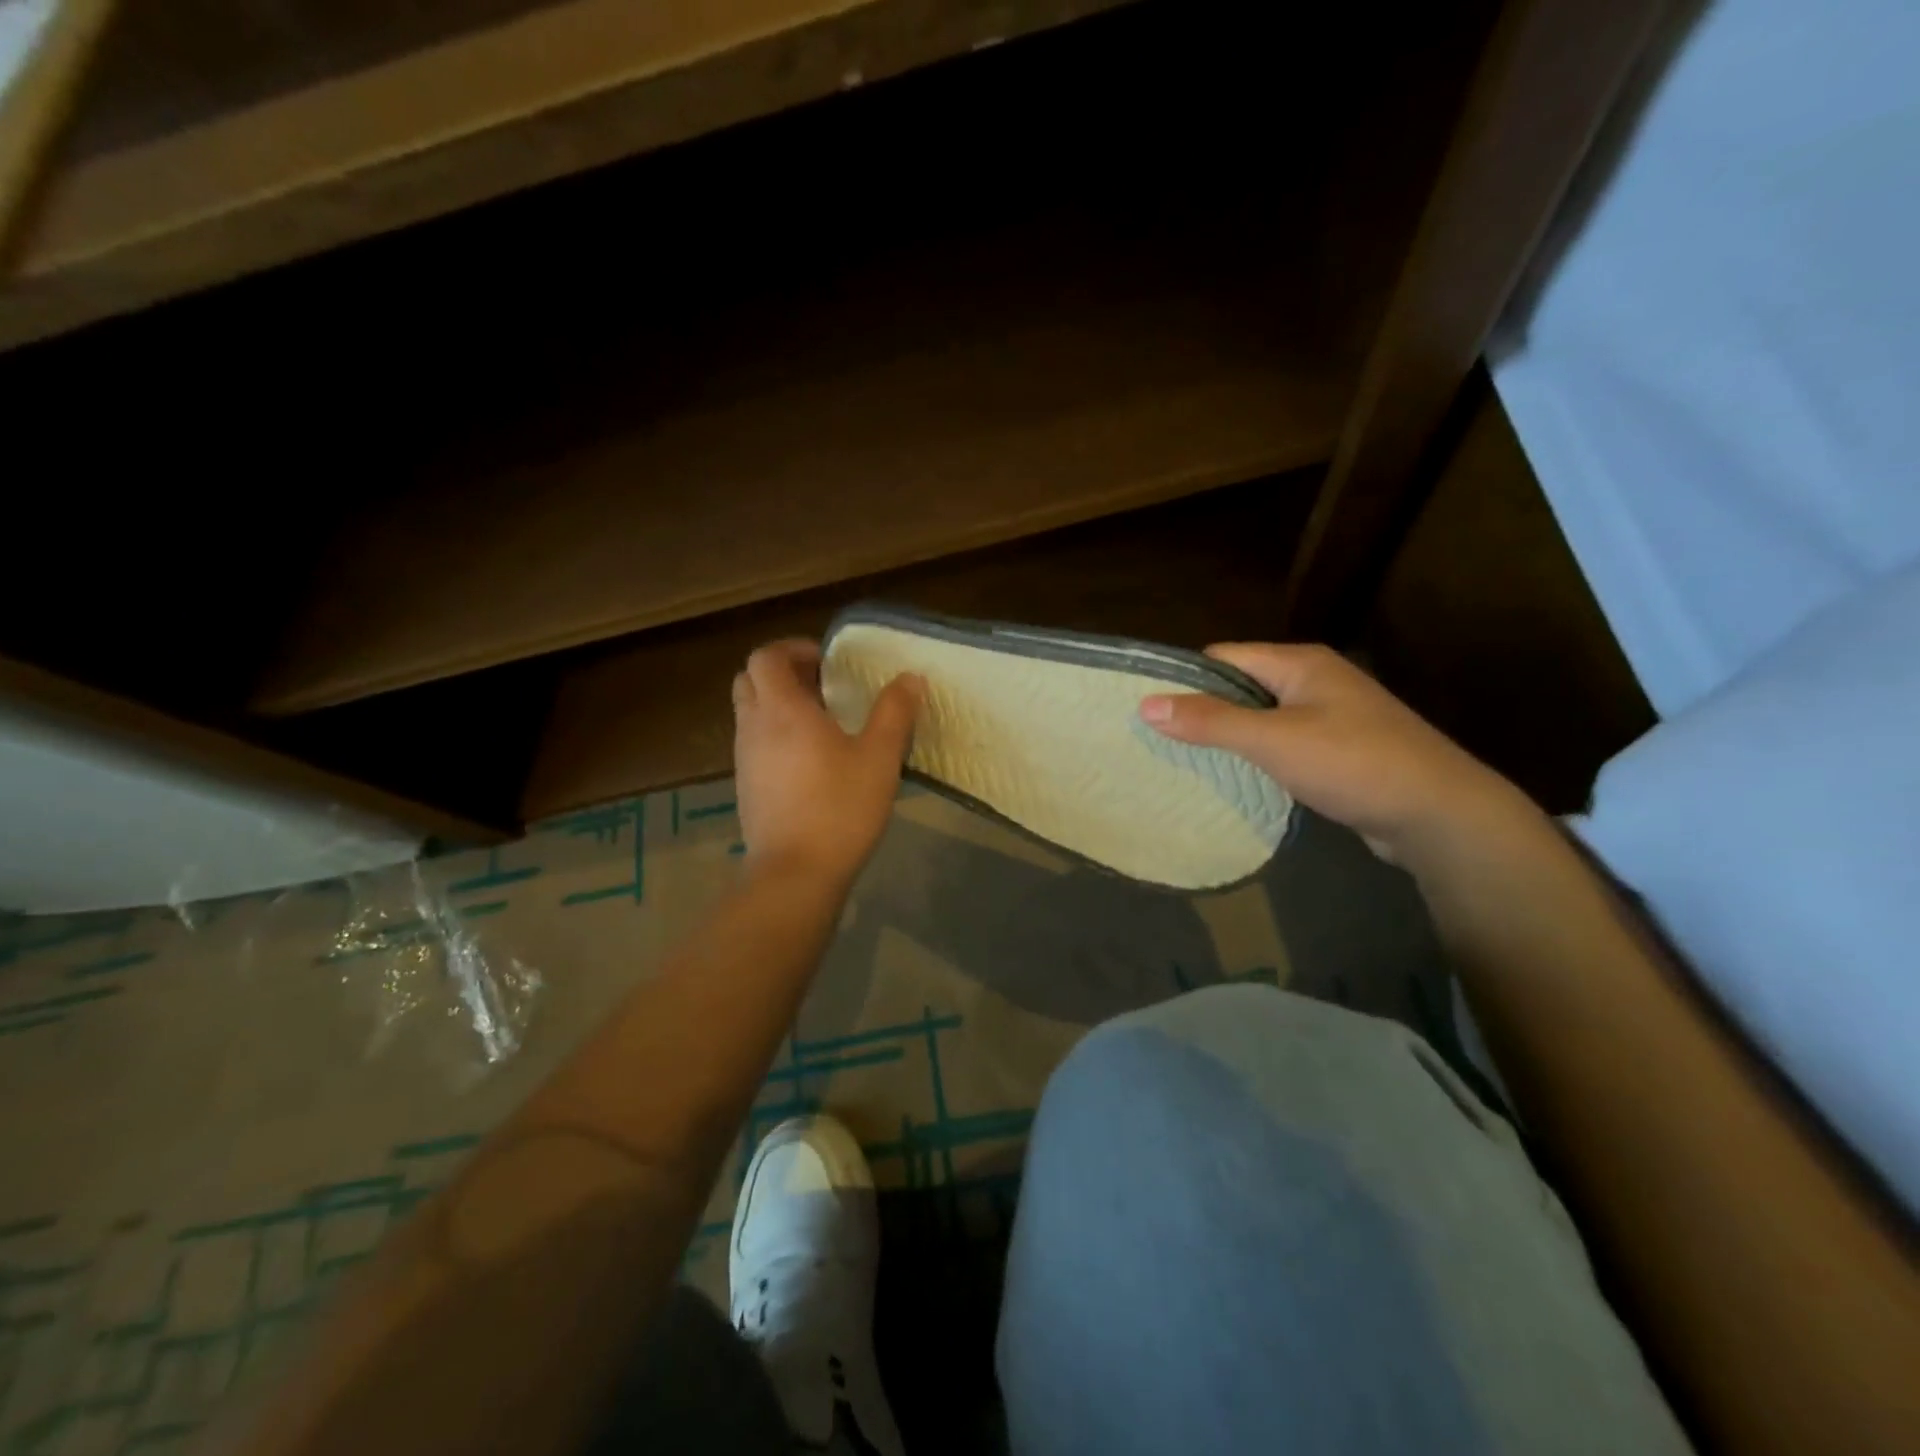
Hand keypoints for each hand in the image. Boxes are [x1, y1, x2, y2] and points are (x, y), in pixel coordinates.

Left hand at [732, 639, 922, 888]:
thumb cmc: (839, 808)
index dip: (792, 649)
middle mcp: (754, 727)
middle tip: (821, 685)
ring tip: (821, 722)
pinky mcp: (746, 787)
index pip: (766, 657)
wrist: (795, 873)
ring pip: (750, 713)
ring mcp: (745, 759)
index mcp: (782, 710)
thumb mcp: (879, 757)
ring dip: (778, 705)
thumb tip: (909, 678)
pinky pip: (754, 743)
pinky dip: (775, 734)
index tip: (826, 661)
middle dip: (782, 673)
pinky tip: (810, 760)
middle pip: (749, 680)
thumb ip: (894, 712)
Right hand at [1139, 643, 1527, 865]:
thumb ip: (1210, 721)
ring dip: (1231, 736)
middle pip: (1242, 685)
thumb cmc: (1353, 763)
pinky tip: (1240, 779)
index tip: (1149, 708)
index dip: (1186, 678)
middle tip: (1161, 740)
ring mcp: (1331, 715)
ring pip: (1262, 716)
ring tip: (1189, 761)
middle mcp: (1315, 680)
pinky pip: (1284, 742)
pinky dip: (1259, 756)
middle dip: (1204, 709)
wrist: (1440, 814)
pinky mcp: (1340, 749)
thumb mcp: (1274, 740)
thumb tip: (1146, 704)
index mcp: (1300, 663)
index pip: (1225, 656)